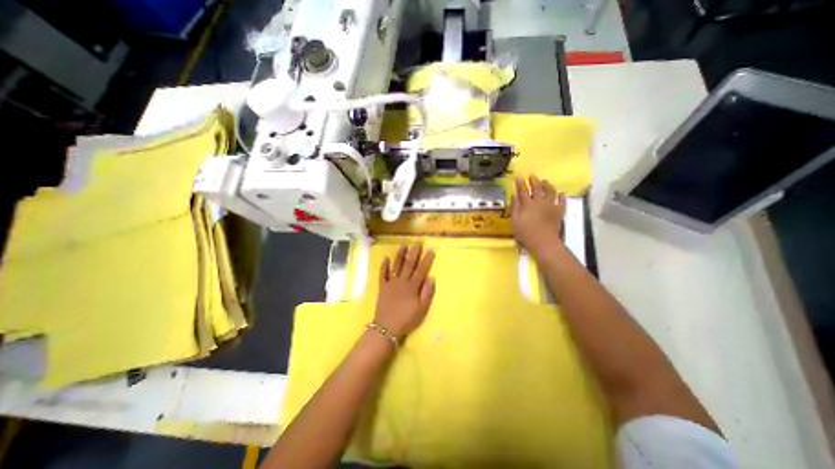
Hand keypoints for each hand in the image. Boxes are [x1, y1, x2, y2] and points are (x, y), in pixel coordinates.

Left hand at [373, 244, 437, 338]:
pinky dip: (383, 266)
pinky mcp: (382, 287)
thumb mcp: (422, 309)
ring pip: (396, 266)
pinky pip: (382, 274)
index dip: (426, 260)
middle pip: (409, 265)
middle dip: (414, 253)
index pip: (421, 270)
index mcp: (412, 286)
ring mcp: (391, 283)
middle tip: (417, 243)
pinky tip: (385, 258)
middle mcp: (402, 281)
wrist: (387, 327)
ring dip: (400, 255)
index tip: (430, 250)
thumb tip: (431, 278)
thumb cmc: (407, 319)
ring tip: (403, 245)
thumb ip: (427, 293)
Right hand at [513, 174, 563, 257]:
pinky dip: (561, 196)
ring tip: (544, 181)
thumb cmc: (525, 233)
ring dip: (547, 185)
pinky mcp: (559, 211)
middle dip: (534, 180)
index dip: (520, 183)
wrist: (543, 242)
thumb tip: (514, 195)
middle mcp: (540, 201)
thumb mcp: (514, 221)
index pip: (523, 190)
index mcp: (527, 204)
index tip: (518, 177)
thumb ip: (514, 207)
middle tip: (531, 175)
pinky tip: (561, 193)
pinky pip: (562, 201)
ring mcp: (551, 206)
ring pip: (550, 191)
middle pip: (537, 188)